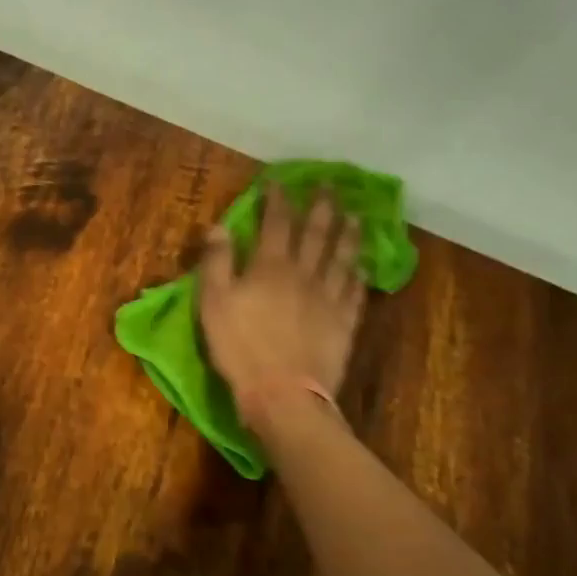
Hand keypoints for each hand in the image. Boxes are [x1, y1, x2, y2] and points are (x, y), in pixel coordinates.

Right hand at [198, 183, 366, 425]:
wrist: (283, 393)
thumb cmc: (239, 346)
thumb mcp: (213, 301)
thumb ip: (217, 261)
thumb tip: (219, 226)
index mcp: (270, 266)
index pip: (277, 222)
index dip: (278, 199)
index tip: (279, 182)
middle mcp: (304, 273)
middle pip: (317, 233)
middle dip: (322, 206)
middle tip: (330, 185)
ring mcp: (329, 298)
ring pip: (343, 257)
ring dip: (349, 233)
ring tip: (356, 215)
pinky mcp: (344, 323)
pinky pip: (355, 291)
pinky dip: (359, 274)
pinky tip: (363, 266)